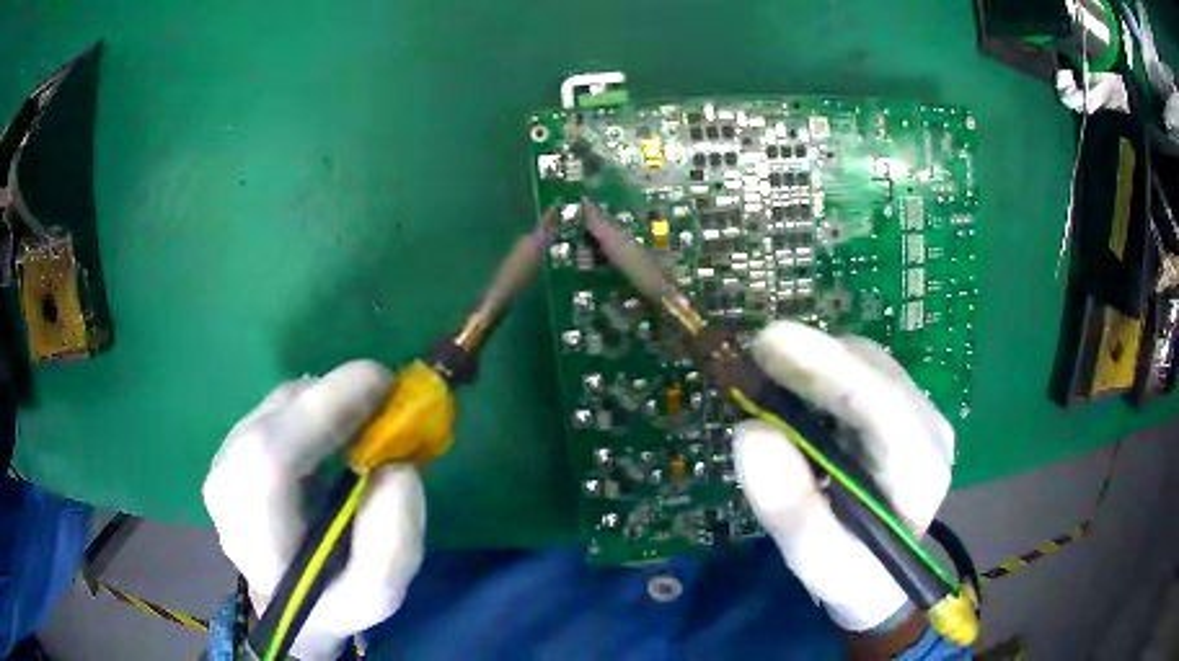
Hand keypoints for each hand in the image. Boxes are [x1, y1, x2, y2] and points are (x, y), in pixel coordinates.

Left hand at [203, 361, 424, 660]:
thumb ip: (394, 544)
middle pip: (273, 419)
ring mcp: (224, 461)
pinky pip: (277, 409)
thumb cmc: (333, 600)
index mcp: (255, 537)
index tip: (383, 387)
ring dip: (327, 400)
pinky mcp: (233, 446)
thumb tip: (398, 468)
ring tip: (369, 418)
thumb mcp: (377, 595)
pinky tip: (340, 427)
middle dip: (334, 397)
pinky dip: (315, 405)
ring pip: (276, 406)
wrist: (289, 602)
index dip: (322, 410)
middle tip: (387, 396)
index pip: (268, 459)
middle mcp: (226, 488)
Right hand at [733, 321, 954, 632]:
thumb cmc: (852, 574)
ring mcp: (921, 413)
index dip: (828, 369)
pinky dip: (823, 372)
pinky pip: (862, 370)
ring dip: (816, 364)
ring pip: (867, 363)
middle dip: (814, 359)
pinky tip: (796, 390)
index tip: (769, 345)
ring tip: (768, 380)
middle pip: (874, 371)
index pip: (882, 406)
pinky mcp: (904, 407)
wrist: (880, 573)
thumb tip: (752, 432)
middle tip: (753, 360)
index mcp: (921, 470)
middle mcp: (930, 429)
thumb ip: (791, 509)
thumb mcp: (817, 561)